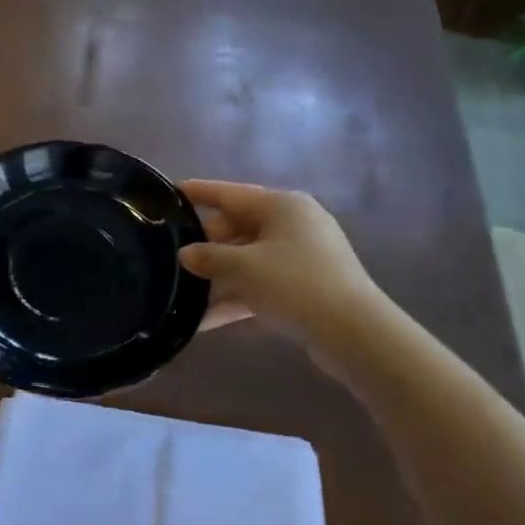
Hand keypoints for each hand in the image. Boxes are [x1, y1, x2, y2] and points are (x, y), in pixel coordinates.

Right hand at [178, 179, 389, 375]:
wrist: (354, 333)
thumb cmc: (295, 284)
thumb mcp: (243, 268)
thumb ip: (209, 257)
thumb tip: (186, 254)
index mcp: (282, 206)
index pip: (230, 193)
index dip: (199, 192)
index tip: (170, 190)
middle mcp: (294, 224)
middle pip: (239, 227)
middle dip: (206, 244)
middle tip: (171, 254)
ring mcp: (302, 257)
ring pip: (248, 260)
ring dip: (218, 278)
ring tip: (181, 291)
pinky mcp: (306, 287)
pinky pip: (261, 285)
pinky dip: (237, 298)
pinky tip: (204, 321)